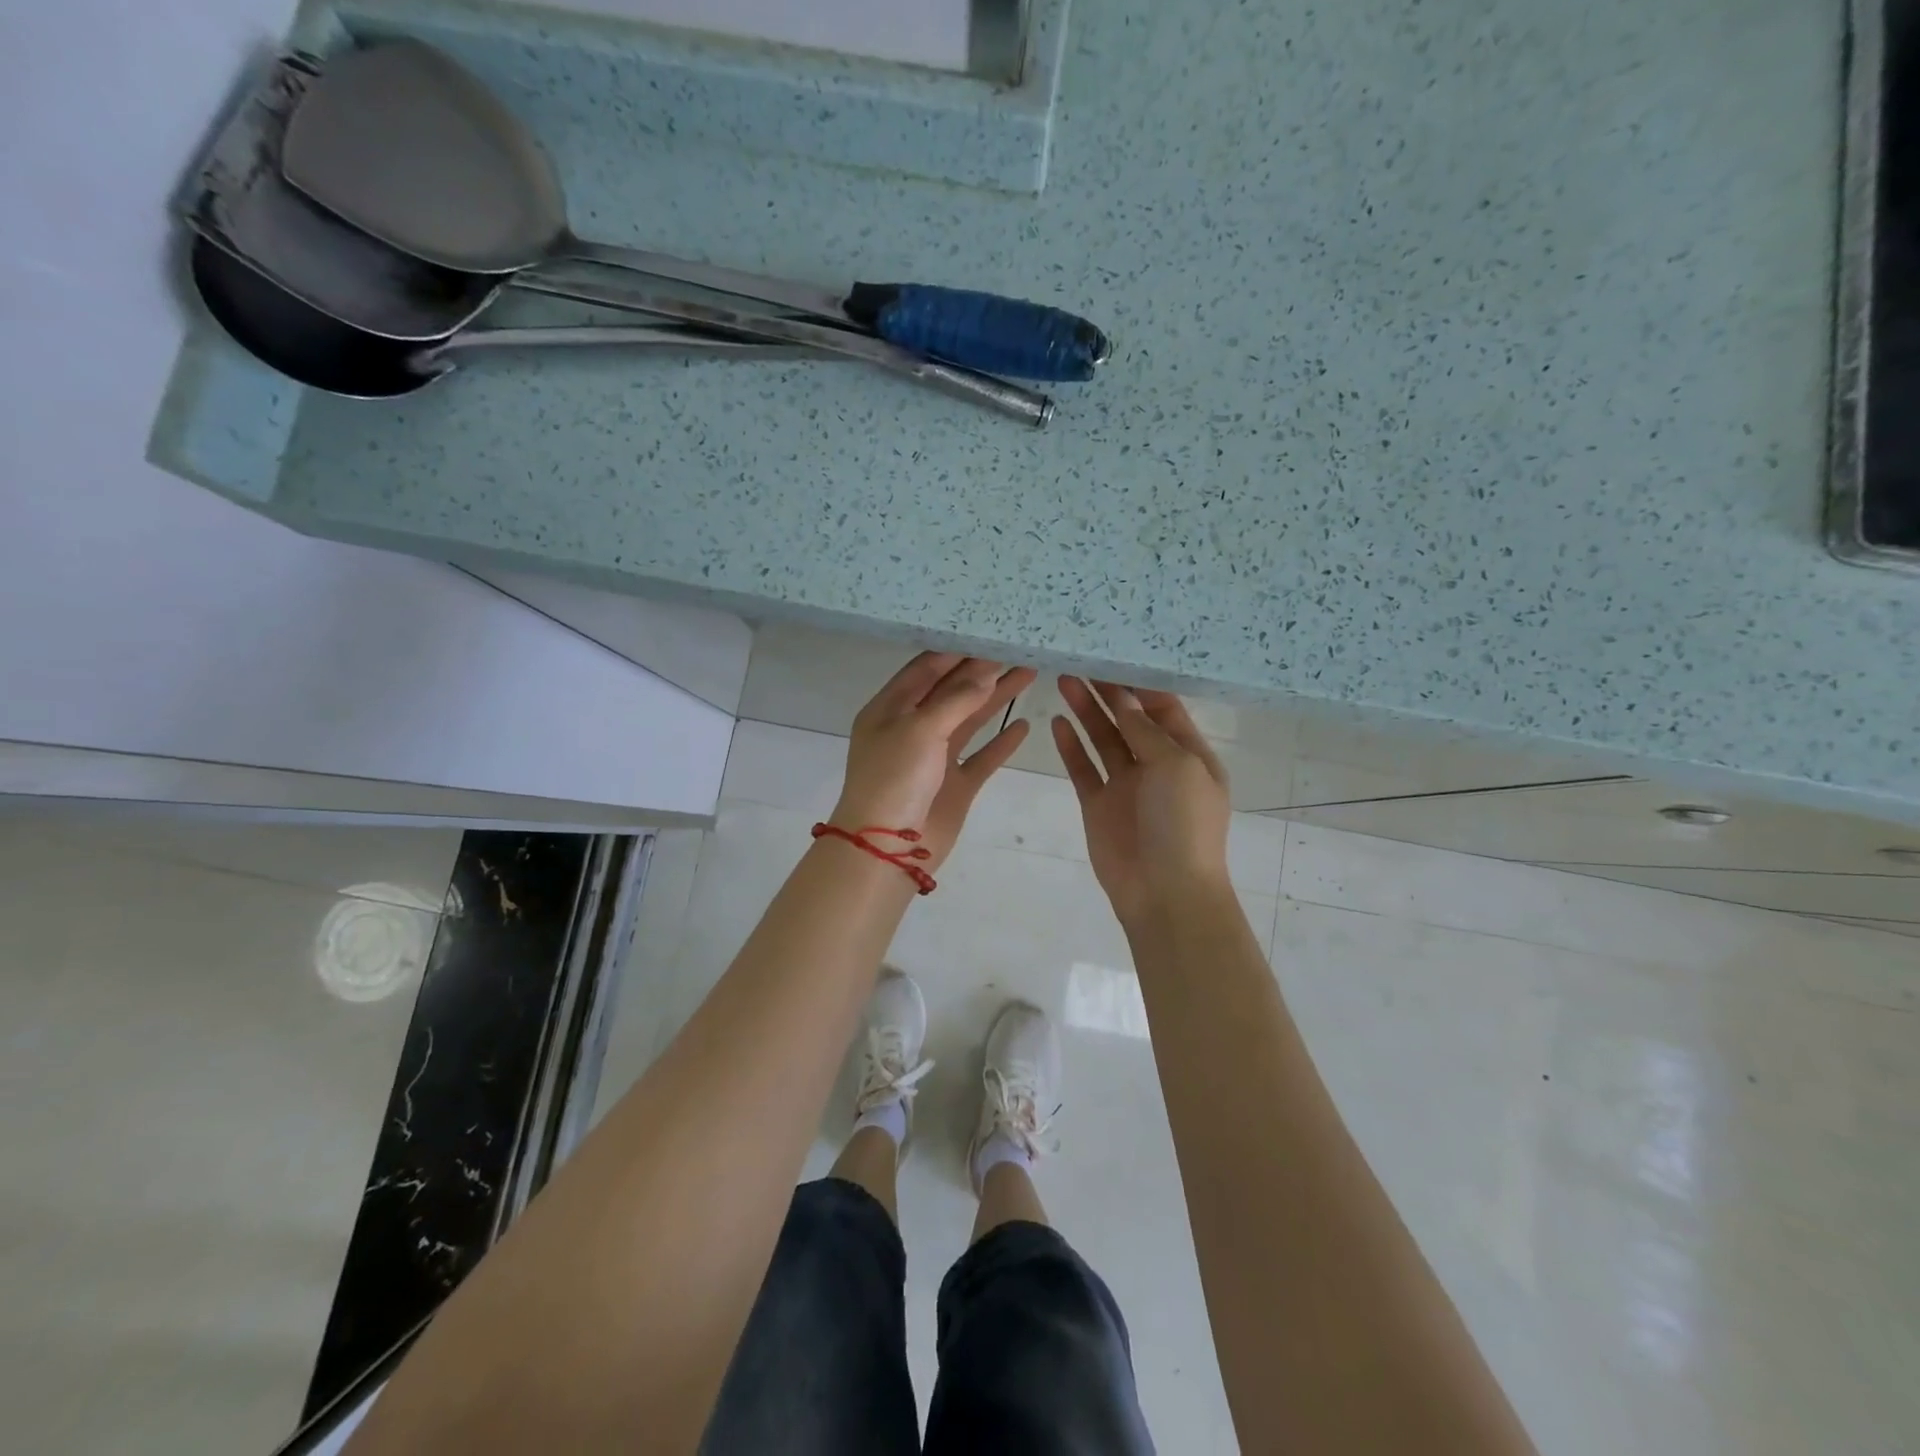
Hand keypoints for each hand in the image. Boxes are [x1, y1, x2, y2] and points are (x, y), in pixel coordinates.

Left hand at [832, 653, 1035, 871]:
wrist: (887, 848)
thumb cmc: (894, 779)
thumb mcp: (920, 729)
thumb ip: (956, 699)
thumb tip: (986, 672)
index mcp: (891, 709)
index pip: (926, 669)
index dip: (957, 652)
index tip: (990, 633)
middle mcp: (912, 728)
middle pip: (951, 691)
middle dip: (983, 670)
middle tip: (1018, 649)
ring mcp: (935, 758)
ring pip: (970, 720)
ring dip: (996, 698)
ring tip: (1029, 673)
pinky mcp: (955, 784)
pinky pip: (982, 757)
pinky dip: (1001, 742)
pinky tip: (1022, 725)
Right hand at [1053, 677, 1232, 926]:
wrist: (1164, 892)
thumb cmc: (1183, 824)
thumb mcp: (1177, 766)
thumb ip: (1147, 731)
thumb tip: (1125, 699)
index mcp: (1189, 755)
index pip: (1164, 709)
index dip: (1139, 685)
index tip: (1113, 657)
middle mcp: (1157, 766)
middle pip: (1129, 720)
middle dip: (1108, 692)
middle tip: (1081, 662)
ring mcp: (1126, 786)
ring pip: (1103, 739)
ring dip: (1086, 711)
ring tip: (1064, 680)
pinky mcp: (1097, 805)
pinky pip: (1082, 768)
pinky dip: (1071, 746)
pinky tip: (1057, 722)